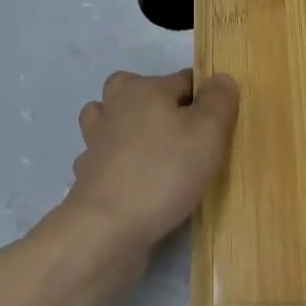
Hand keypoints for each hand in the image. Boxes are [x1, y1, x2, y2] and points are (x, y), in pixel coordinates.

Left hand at [63, 69, 239, 257]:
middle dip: (161, 109)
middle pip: (142, 93)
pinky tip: (132, 183)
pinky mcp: (86, 173)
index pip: (183, 80)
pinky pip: (105, 159)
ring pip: (115, 122)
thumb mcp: (208, 132)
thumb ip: (218, 100)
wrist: (108, 227)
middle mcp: (113, 104)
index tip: (217, 128)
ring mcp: (94, 139)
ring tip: (154, 154)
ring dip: (130, 131)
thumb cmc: (164, 171)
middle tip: (185, 140)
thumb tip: (220, 78)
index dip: (204, 101)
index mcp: (142, 87)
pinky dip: (116, 165)